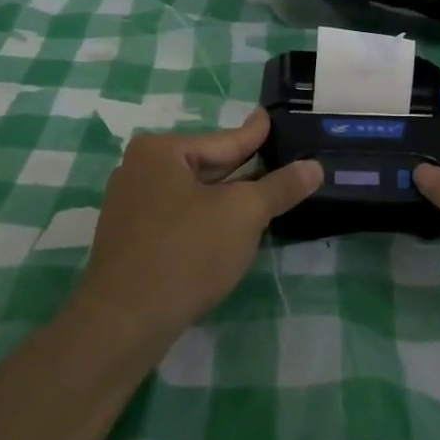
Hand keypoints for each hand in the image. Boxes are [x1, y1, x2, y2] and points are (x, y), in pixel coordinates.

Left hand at [77, 109, 322, 341]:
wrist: (125, 321)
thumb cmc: (186, 252)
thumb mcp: (243, 215)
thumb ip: (279, 187)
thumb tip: (314, 166)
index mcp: (160, 151)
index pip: (223, 141)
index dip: (255, 135)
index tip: (269, 118)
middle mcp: (138, 169)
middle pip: (206, 166)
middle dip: (243, 170)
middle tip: (277, 161)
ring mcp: (130, 206)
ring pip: (193, 195)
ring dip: (226, 200)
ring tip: (262, 195)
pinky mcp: (130, 239)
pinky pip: (178, 218)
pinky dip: (205, 221)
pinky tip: (227, 232)